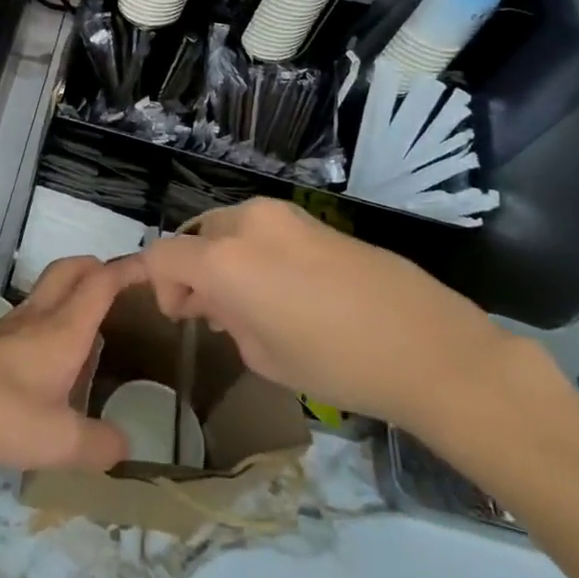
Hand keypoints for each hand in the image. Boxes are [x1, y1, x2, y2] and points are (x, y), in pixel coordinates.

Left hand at [0, 255, 135, 479]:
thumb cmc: (2, 414)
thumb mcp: (59, 441)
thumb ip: (98, 445)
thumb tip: (125, 445)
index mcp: (63, 328)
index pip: (101, 283)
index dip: (127, 269)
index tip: (150, 264)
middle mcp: (38, 316)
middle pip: (71, 270)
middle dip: (97, 266)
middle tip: (118, 283)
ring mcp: (8, 325)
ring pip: (47, 291)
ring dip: (71, 292)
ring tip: (89, 324)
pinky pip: (28, 315)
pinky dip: (48, 318)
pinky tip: (48, 357)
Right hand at [139, 198, 518, 435]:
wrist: (425, 344)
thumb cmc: (336, 363)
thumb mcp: (265, 357)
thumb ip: (228, 322)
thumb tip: (221, 306)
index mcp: (224, 260)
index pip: (162, 256)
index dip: (153, 283)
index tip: (175, 315)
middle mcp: (245, 224)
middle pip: (196, 238)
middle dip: (193, 273)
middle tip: (212, 316)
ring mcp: (281, 214)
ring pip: (229, 229)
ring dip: (223, 260)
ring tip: (249, 304)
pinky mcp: (311, 218)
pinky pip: (262, 229)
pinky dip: (253, 252)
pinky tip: (282, 290)